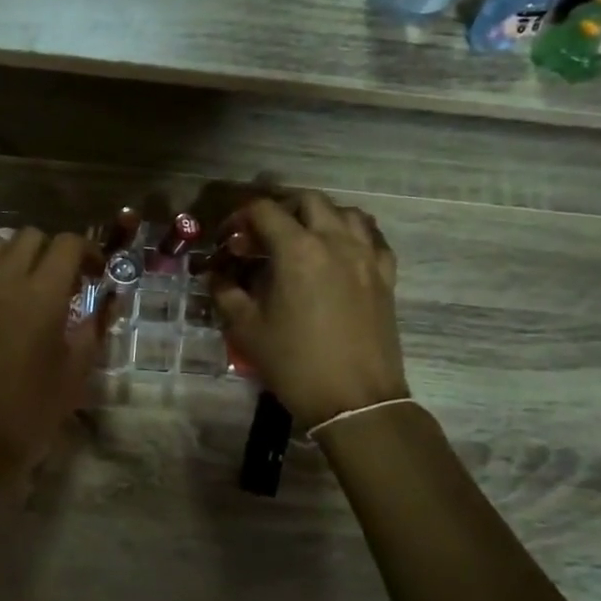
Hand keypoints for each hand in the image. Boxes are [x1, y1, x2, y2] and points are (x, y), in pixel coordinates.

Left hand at [0, 228, 103, 473]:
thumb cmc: (34, 409)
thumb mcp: (77, 370)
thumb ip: (93, 328)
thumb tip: (106, 301)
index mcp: (43, 295)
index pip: (68, 244)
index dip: (87, 250)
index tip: (94, 272)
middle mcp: (5, 282)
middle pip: (29, 237)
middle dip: (51, 250)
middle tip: (63, 278)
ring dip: (11, 252)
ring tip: (23, 277)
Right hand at [211, 191, 408, 425]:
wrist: (353, 399)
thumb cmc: (294, 363)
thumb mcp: (247, 329)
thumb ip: (226, 293)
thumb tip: (214, 274)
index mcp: (297, 250)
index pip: (264, 210)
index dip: (239, 218)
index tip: (228, 238)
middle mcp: (335, 241)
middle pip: (308, 200)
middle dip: (280, 209)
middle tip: (262, 235)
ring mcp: (366, 256)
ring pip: (345, 212)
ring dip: (318, 216)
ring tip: (301, 238)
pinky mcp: (385, 275)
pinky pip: (372, 237)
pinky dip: (352, 234)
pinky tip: (339, 253)